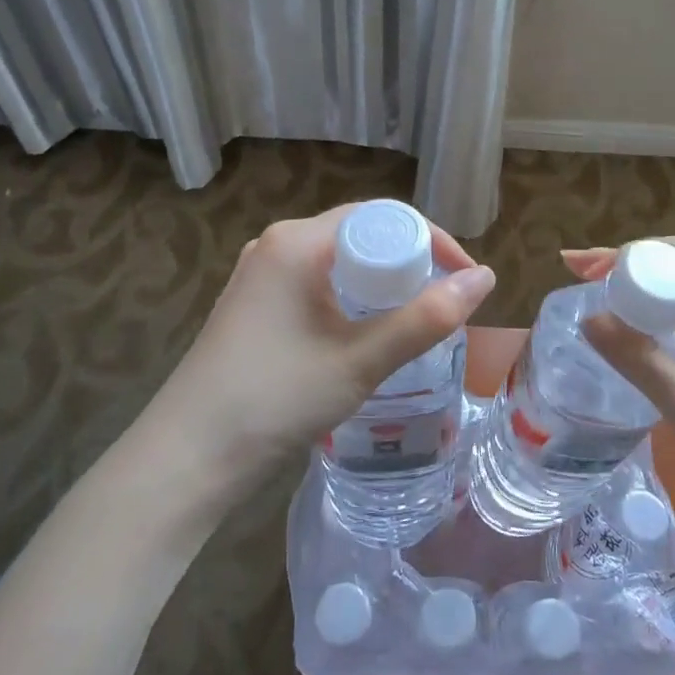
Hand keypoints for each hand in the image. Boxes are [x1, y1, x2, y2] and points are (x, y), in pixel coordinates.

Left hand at [146, 206, 495, 482]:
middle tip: (443, 303)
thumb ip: (426, 318)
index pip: (380, 216)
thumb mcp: (361, 360)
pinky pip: (315, 283)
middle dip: (408, 263)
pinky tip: (364, 332)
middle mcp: (276, 245)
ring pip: (337, 262)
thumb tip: (487, 278)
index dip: (430, 240)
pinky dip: (350, 298)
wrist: (187, 457)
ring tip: (413, 319)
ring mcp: (259, 275)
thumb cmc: (276, 399)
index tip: (464, 279)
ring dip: (380, 283)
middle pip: (359, 234)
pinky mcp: (252, 305)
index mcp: (298, 241)